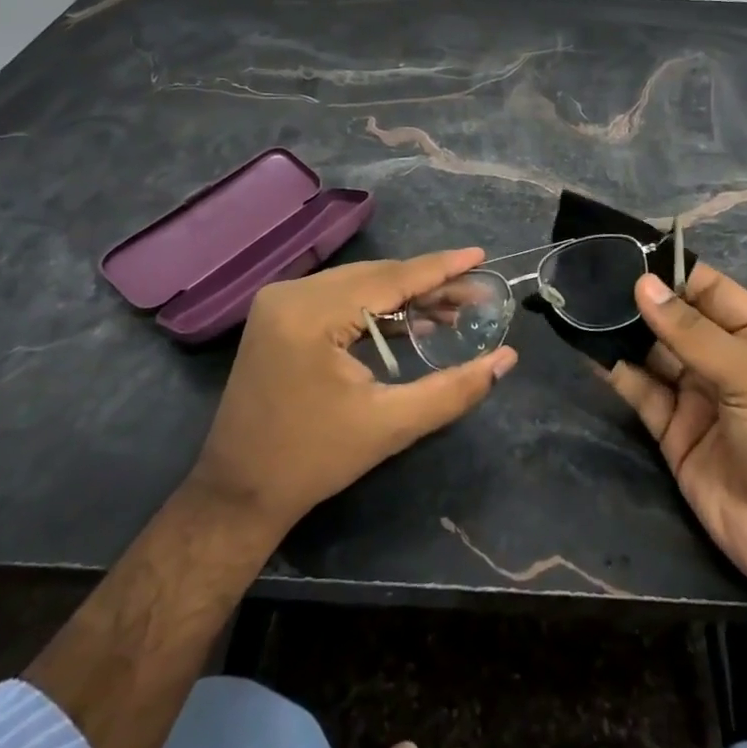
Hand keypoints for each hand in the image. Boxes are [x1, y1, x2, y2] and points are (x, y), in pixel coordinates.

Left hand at [189, 249, 517, 536]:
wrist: (239, 492)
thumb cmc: (314, 460)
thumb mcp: (390, 425)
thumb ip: (453, 389)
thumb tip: (507, 359)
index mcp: (311, 313)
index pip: (390, 279)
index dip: (440, 268)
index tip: (481, 255)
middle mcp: (292, 293)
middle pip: (375, 276)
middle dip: (428, 283)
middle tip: (476, 291)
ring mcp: (280, 301)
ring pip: (359, 282)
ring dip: (404, 294)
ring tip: (453, 307)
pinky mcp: (279, 314)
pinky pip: (340, 296)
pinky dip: (375, 305)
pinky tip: (410, 319)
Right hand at [608, 265, 746, 637]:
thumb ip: (692, 333)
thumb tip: (642, 284)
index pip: (707, 288)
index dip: (669, 270)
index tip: (623, 250)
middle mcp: (725, 357)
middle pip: (674, 318)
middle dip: (637, 299)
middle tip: (589, 275)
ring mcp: (696, 393)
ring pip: (651, 350)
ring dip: (621, 331)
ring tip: (581, 304)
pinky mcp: (671, 428)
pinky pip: (640, 389)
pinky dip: (616, 370)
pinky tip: (589, 348)